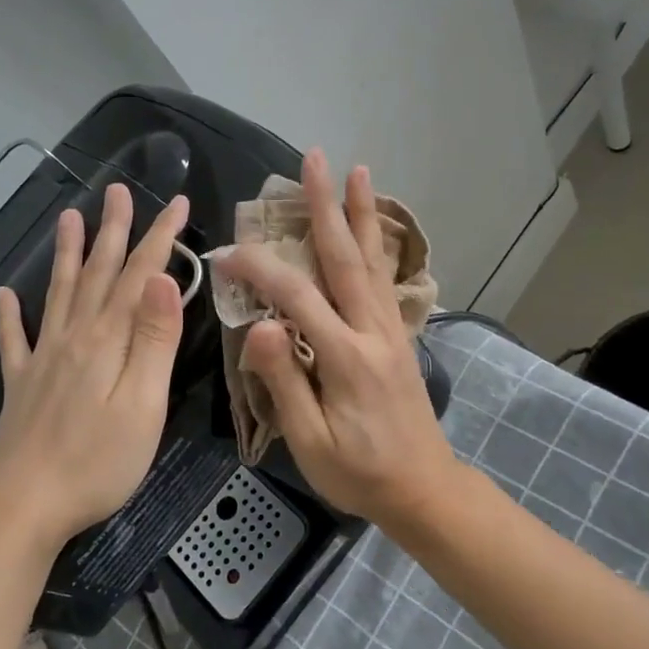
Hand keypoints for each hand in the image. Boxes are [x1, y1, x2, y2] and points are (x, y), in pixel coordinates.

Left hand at [0, 184, 189, 550]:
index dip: (160, 238)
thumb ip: (154, 339)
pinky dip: (8, 316)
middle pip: (98, 274)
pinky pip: (12, 340)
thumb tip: (163, 278)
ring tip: (68, 218)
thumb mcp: (143, 402)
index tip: (177, 202)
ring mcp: (43, 359)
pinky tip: (3, 296)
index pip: (141, 276)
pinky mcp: (21, 385)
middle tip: (117, 191)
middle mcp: (74, 337)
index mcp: (109, 340)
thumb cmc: (97, 461)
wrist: (23, 504)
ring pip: (59, 294)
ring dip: (67, 255)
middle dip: (113, 230)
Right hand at [214, 151, 460, 524]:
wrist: (424, 489)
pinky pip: (384, 279)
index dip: (258, 269)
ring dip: (361, 213)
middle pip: (346, 258)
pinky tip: (371, 227)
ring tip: (357, 171)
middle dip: (327, 206)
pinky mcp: (398, 336)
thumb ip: (285, 381)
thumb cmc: (359, 473)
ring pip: (372, 261)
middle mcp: (373, 331)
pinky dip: (376, 245)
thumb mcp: (311, 441)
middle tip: (315, 159)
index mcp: (347, 357)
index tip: (225, 254)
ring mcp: (391, 330)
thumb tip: (261, 324)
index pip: (296, 297)